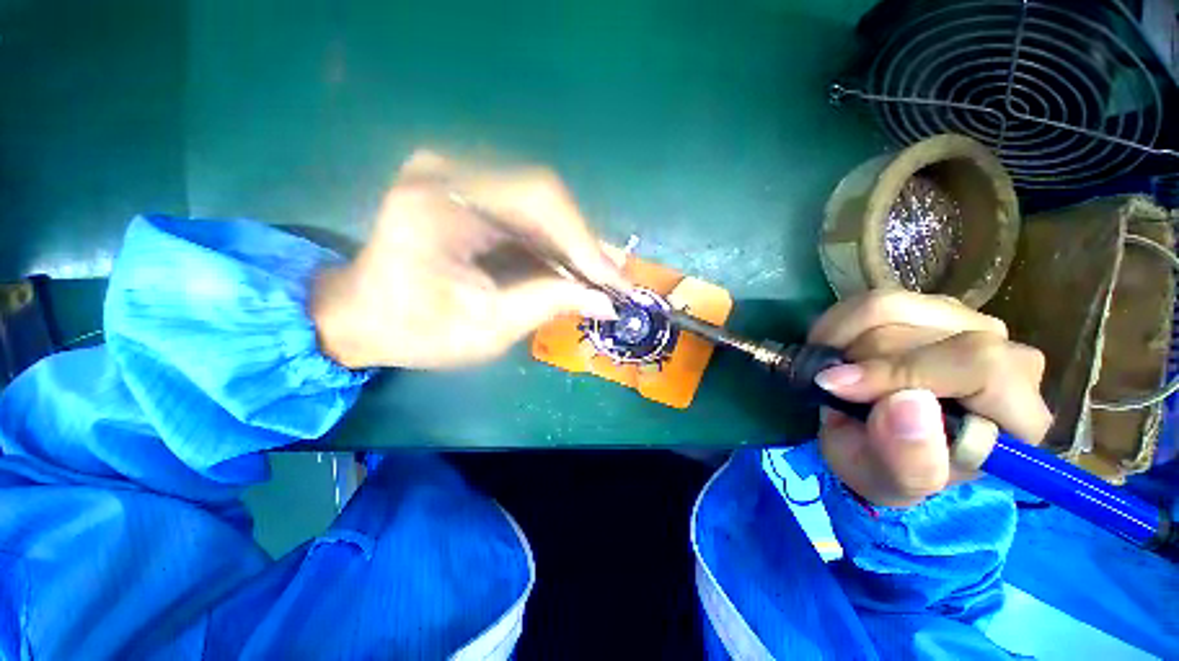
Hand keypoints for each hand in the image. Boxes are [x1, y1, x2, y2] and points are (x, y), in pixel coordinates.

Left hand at [312, 150, 626, 369]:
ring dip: (572, 245)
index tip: (616, 282)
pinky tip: (569, 268)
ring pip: (540, 204)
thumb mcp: (487, 327)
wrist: (363, 316)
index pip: (539, 201)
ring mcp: (456, 175)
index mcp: (440, 204)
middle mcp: (449, 172)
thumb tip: (606, 302)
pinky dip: (552, 243)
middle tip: (612, 282)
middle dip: (583, 245)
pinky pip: (525, 212)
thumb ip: (549, 305)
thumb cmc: (416, 330)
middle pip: (544, 196)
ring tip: (597, 280)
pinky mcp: (466, 190)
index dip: (586, 243)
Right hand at [808, 291, 1051, 507]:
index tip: (838, 387)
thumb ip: (908, 459)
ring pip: (895, 307)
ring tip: (832, 368)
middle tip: (832, 388)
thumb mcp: (888, 482)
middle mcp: (1006, 358)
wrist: (874, 442)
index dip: (903, 372)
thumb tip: (906, 403)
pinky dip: (839, 324)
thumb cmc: (886, 467)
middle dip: (862, 363)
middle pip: (928, 335)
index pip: (981, 366)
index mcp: (1017, 416)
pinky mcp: (928, 307)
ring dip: (845, 339)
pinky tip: (835, 349)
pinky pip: (873, 299)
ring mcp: (968, 323)